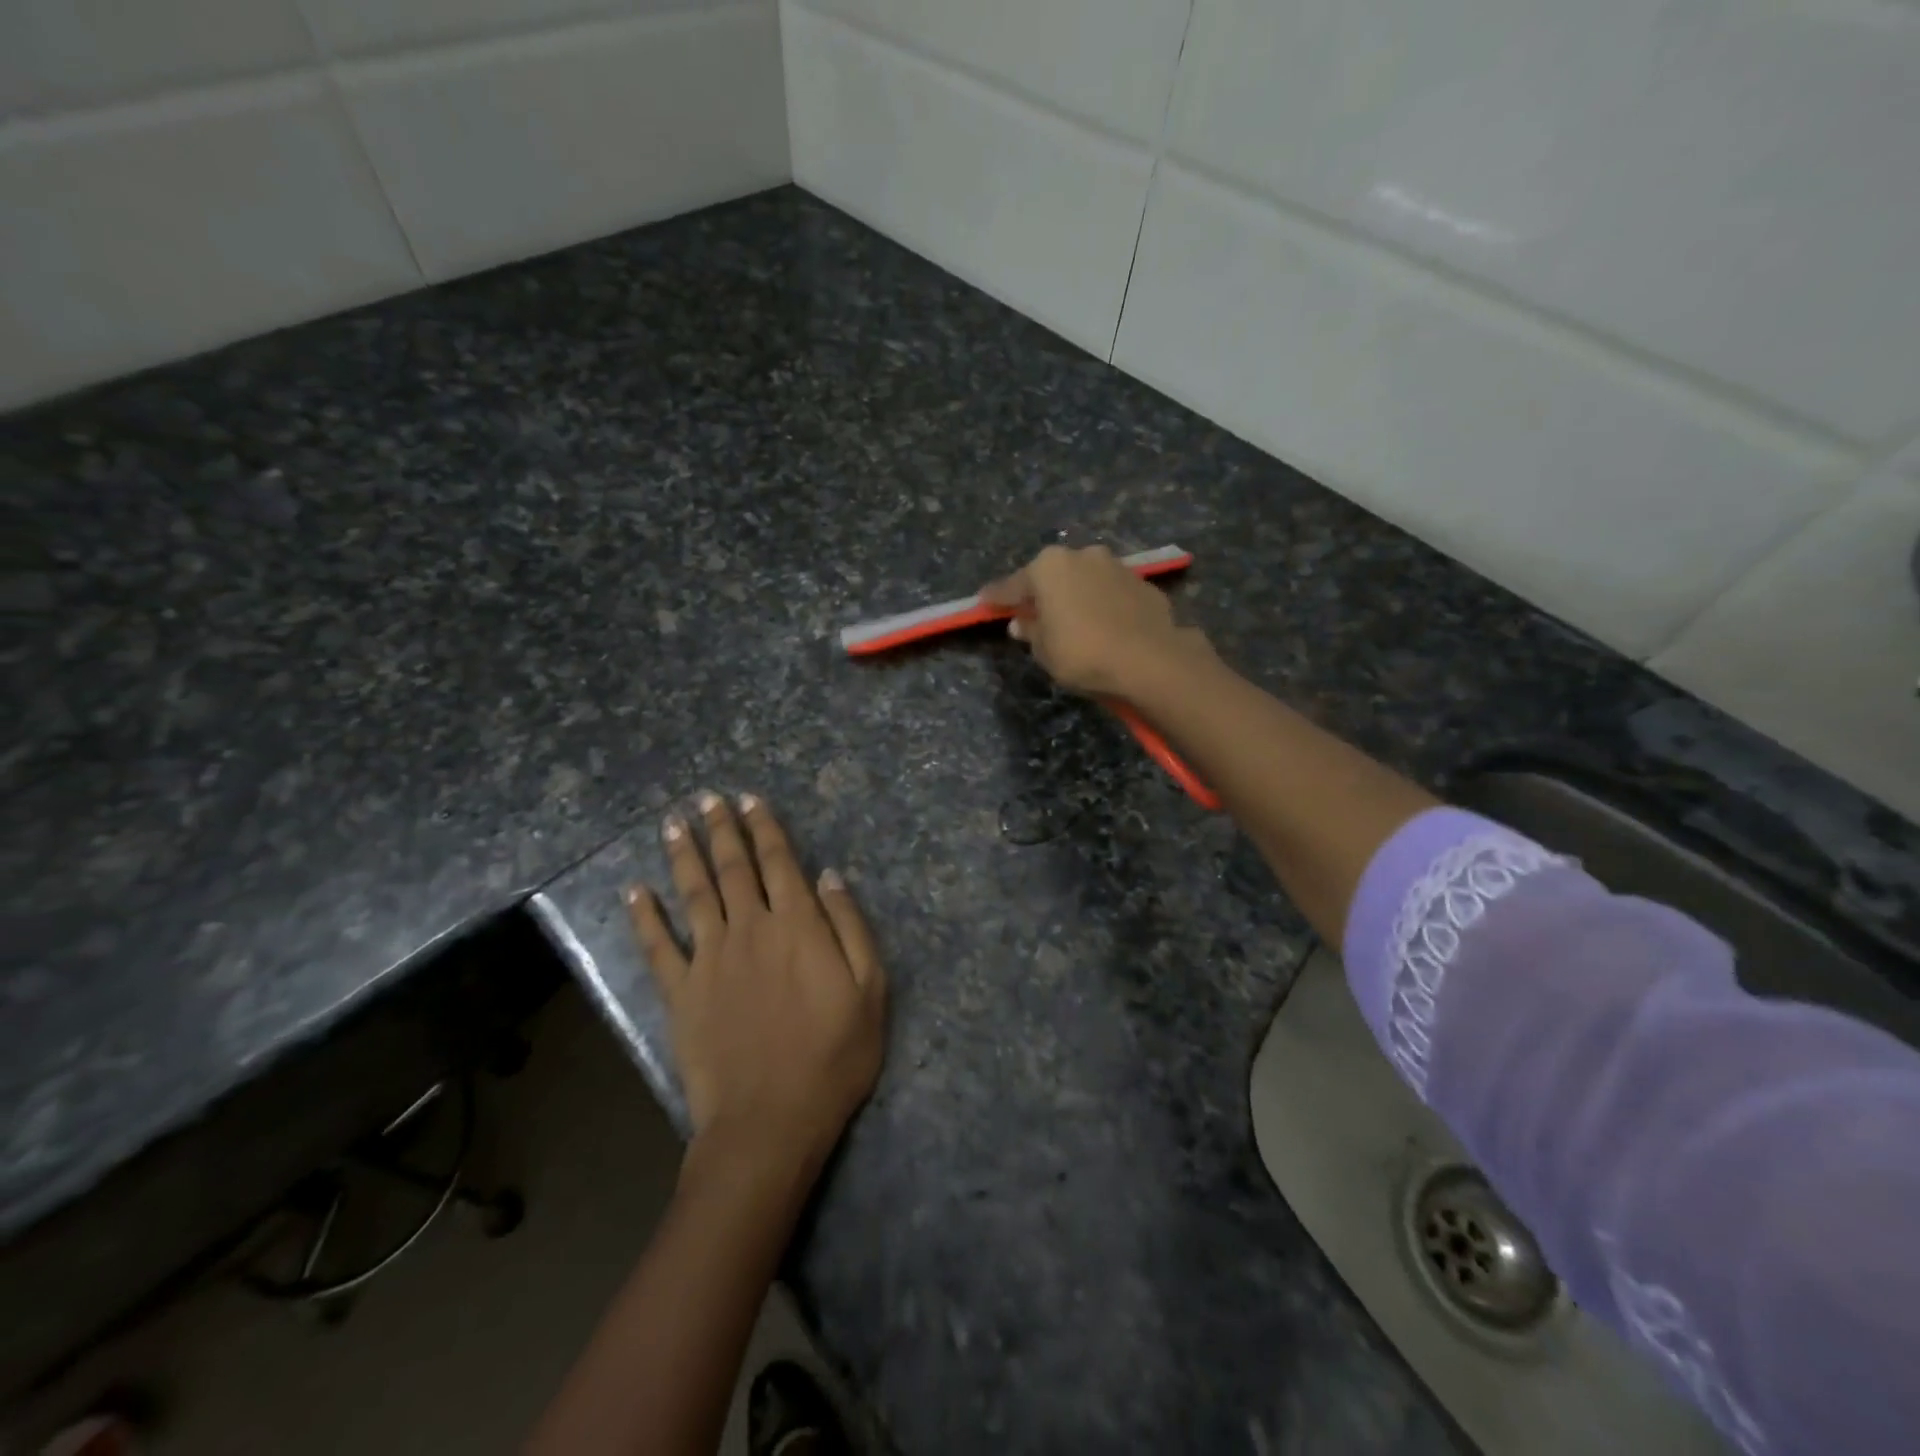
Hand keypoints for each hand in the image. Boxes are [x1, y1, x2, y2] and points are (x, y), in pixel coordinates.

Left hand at [625, 791, 886, 1176]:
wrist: (770, 1121)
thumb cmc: (833, 1057)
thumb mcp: (870, 989)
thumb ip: (850, 926)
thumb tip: (828, 876)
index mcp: (797, 926)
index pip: (779, 862)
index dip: (764, 827)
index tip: (749, 799)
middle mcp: (750, 929)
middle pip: (733, 868)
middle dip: (722, 829)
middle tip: (707, 798)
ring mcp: (710, 959)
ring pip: (694, 894)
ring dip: (684, 856)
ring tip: (674, 824)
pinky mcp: (681, 993)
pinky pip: (658, 947)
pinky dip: (644, 917)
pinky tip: (634, 891)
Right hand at [980, 544, 1208, 698]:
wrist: (1150, 659)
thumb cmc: (1083, 653)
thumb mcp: (1045, 650)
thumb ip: (1031, 631)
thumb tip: (1022, 622)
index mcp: (1048, 567)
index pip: (1013, 585)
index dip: (997, 597)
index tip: (984, 601)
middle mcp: (1082, 556)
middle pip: (1052, 576)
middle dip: (1042, 593)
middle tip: (1032, 613)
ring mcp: (1116, 566)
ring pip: (1085, 580)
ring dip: (1075, 596)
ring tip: (1072, 620)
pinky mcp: (1142, 583)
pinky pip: (1110, 593)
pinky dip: (1102, 605)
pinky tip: (1103, 625)